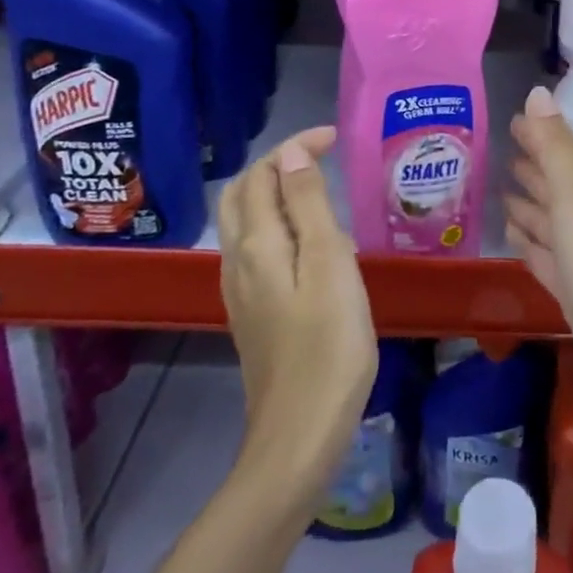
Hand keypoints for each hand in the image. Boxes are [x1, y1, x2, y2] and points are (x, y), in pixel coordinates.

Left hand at [218, 127, 376, 512]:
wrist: (300, 434)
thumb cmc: (327, 344)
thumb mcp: (329, 264)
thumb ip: (307, 205)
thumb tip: (290, 153)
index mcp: (257, 243)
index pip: (264, 173)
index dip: (295, 146)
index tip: (334, 137)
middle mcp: (238, 260)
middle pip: (244, 194)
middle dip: (277, 164)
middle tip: (322, 157)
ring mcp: (241, 290)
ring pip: (245, 222)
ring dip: (275, 193)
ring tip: (320, 193)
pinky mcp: (252, 313)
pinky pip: (256, 249)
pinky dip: (277, 225)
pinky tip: (310, 245)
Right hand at [505, 88, 572, 417]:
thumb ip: (555, 148)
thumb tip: (538, 91)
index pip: (560, 154)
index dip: (538, 137)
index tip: (511, 121)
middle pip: (556, 186)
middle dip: (532, 169)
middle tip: (500, 153)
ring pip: (551, 222)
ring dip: (529, 207)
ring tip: (501, 194)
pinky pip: (548, 257)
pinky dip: (532, 245)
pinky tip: (516, 241)